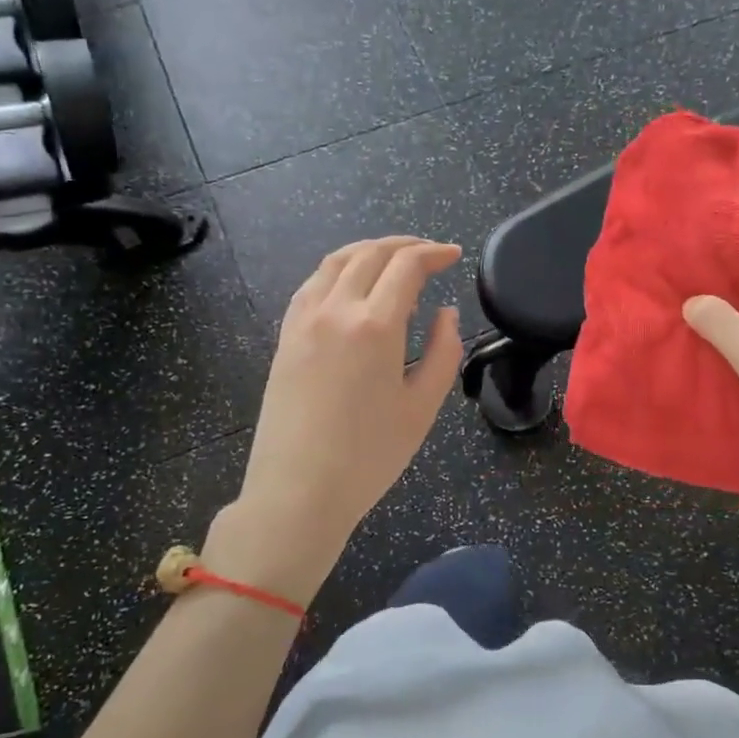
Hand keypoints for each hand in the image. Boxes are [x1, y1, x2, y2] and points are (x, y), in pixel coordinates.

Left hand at [225, 237, 463, 596]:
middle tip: (429, 253)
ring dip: (368, 250)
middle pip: (370, 254)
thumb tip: (445, 313)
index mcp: (375, 325)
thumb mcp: (422, 407)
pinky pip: (312, 284)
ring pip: (336, 261)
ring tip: (392, 259)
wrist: (297, 491)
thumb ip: (442, 352)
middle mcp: (336, 310)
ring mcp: (303, 321)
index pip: (407, 265)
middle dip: (404, 245)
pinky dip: (338, 270)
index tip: (453, 255)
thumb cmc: (369, 456)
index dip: (434, 253)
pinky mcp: (285, 337)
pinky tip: (350, 285)